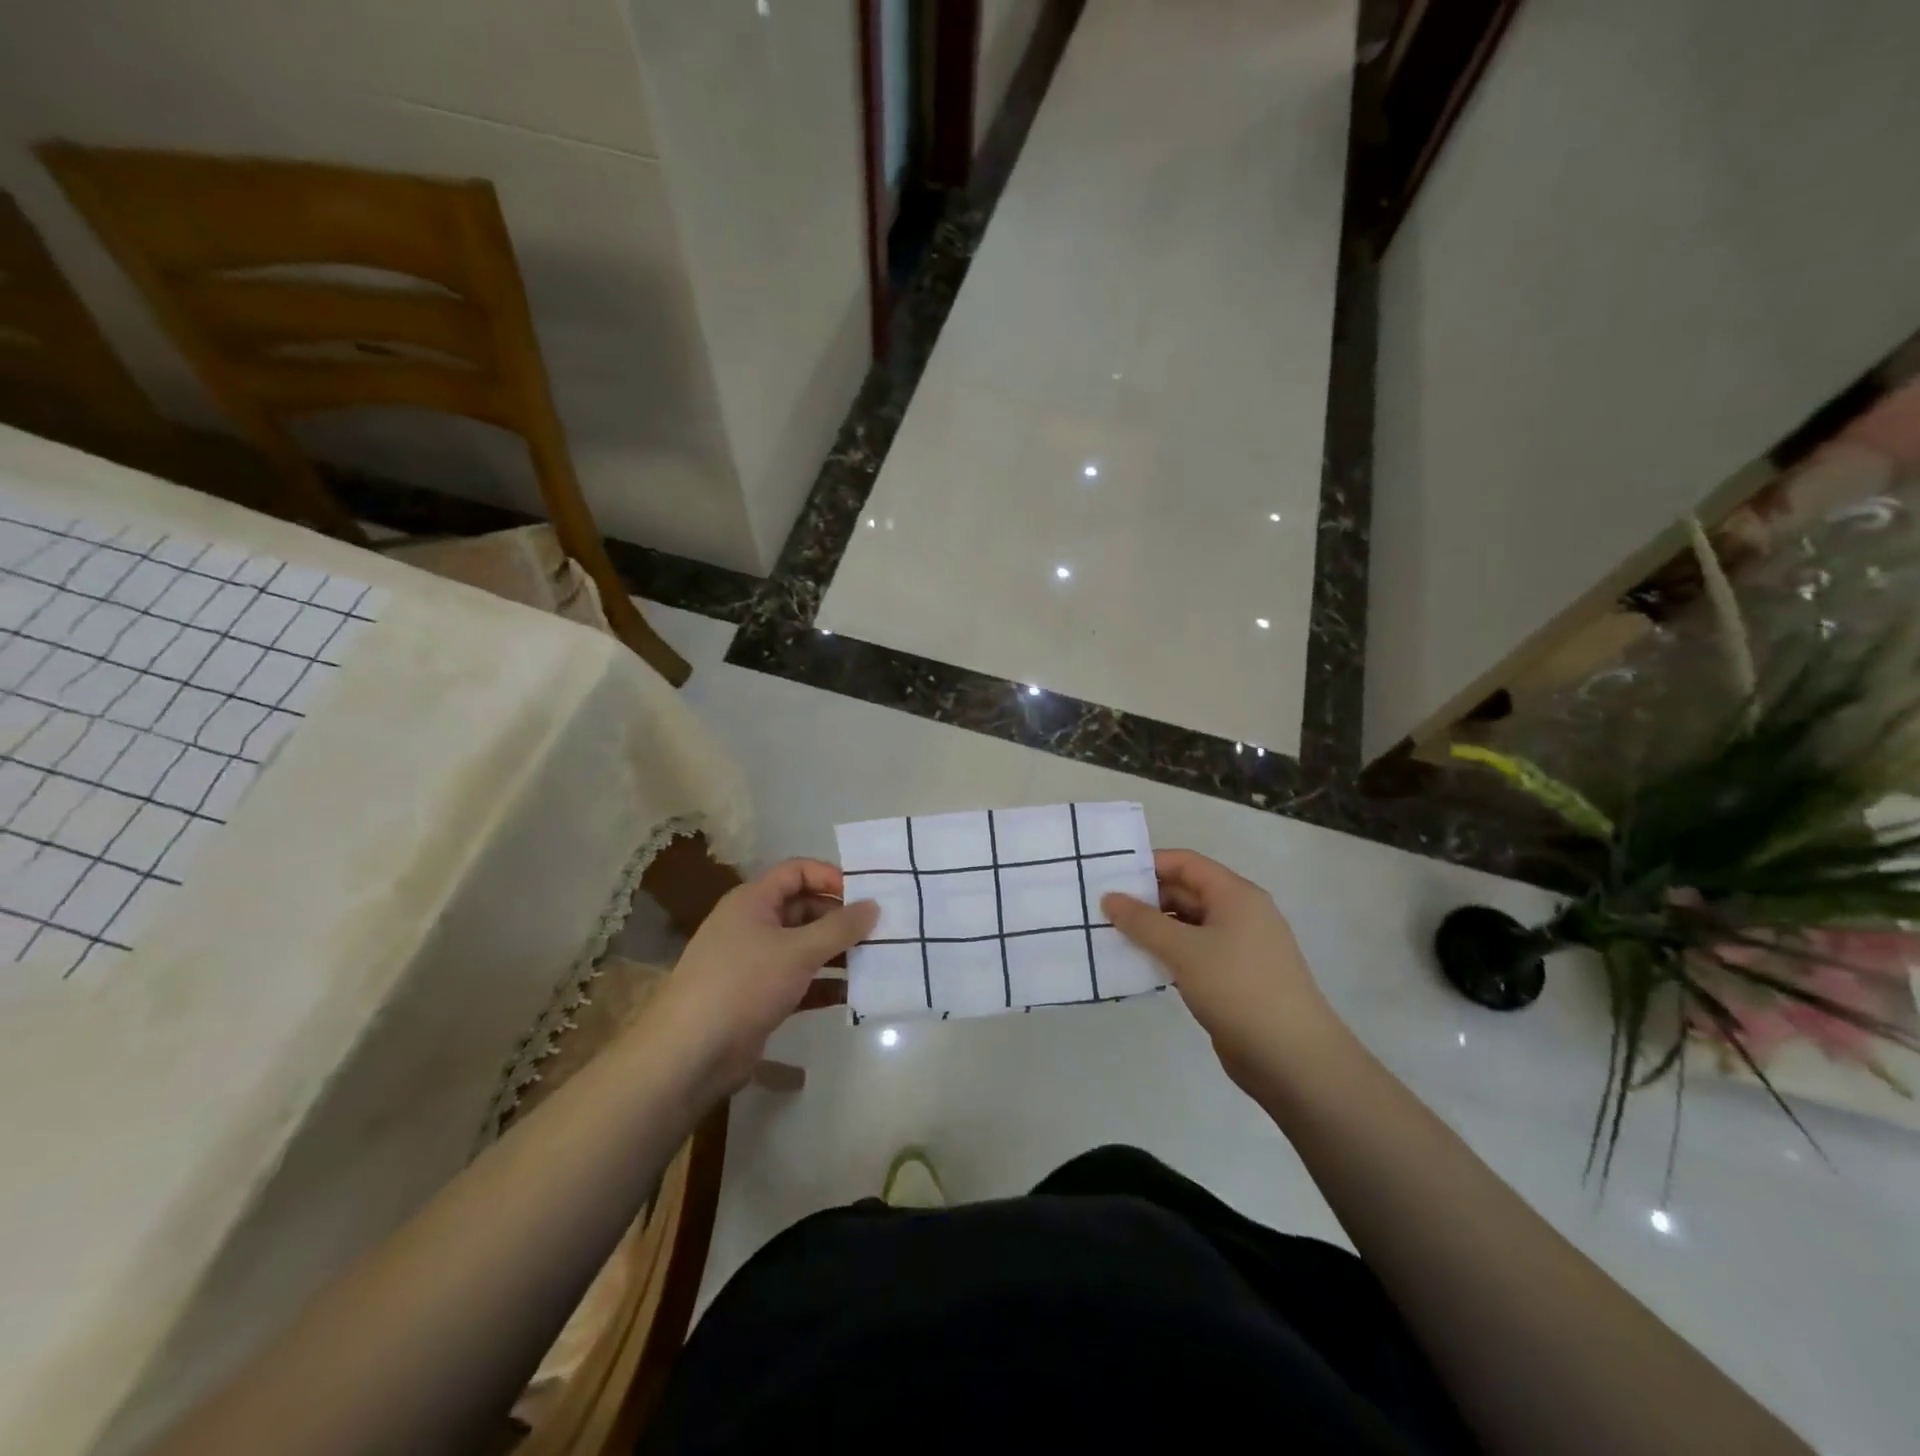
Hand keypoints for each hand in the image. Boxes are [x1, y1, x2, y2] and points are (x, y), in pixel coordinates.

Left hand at [648, 859, 877, 1097]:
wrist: (690, 1054)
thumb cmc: (744, 984)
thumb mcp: (798, 950)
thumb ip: (840, 927)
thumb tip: (874, 905)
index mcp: (753, 901)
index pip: (796, 872)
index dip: (830, 877)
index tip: (866, 895)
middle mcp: (752, 925)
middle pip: (804, 909)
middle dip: (840, 919)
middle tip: (880, 931)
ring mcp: (755, 963)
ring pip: (804, 947)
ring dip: (837, 953)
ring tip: (877, 961)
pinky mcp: (759, 997)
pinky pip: (799, 981)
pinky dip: (824, 984)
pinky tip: (854, 994)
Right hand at [1102, 849, 1349, 1094]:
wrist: (1292, 1058)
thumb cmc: (1238, 988)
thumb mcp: (1184, 950)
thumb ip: (1143, 922)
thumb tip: (1109, 897)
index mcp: (1236, 895)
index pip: (1186, 863)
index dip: (1149, 865)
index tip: (1110, 876)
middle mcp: (1240, 914)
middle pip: (1186, 892)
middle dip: (1145, 900)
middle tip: (1102, 910)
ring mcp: (1239, 948)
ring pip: (1188, 926)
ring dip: (1153, 931)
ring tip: (1112, 937)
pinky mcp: (1234, 979)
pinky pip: (1194, 954)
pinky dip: (1168, 956)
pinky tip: (1140, 967)